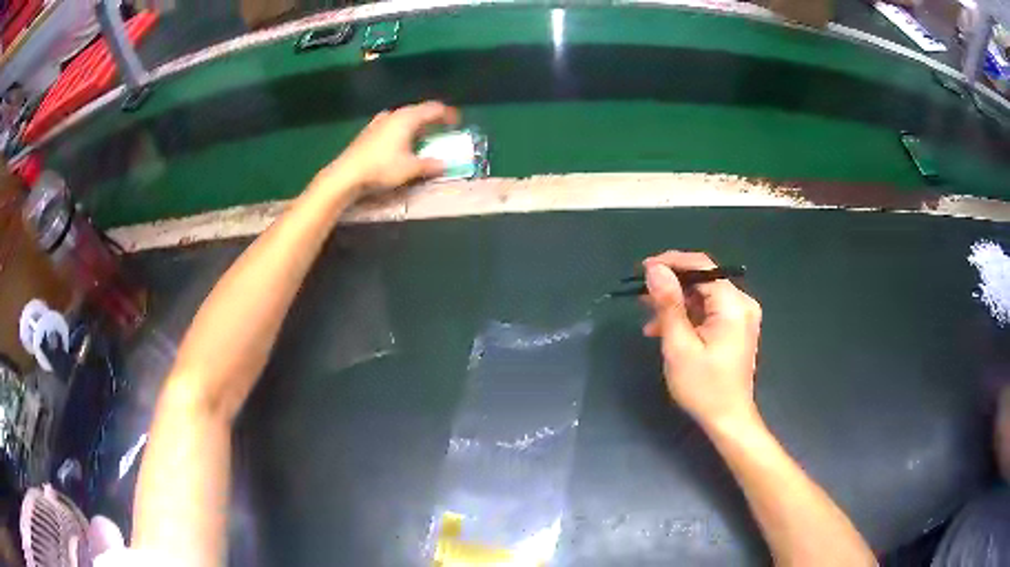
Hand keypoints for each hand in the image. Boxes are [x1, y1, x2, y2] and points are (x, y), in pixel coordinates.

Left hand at [316, 101, 460, 196]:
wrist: (346, 174)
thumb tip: (444, 164)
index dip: (448, 114)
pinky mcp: (368, 132)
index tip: (457, 123)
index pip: (434, 109)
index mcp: (407, 118)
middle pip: (418, 111)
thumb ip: (430, 165)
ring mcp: (379, 122)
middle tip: (441, 130)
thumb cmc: (382, 167)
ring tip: (422, 138)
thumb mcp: (410, 169)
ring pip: (403, 118)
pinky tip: (400, 144)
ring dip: (415, 126)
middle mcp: (394, 114)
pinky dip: (402, 131)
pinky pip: (392, 126)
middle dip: (431, 120)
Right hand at [642, 251, 762, 428]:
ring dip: (676, 304)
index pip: (702, 266)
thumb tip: (655, 269)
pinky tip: (665, 330)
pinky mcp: (736, 328)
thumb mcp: (680, 346)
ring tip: (649, 319)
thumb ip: (668, 304)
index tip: (643, 269)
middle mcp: (742, 304)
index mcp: (733, 305)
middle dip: (671, 286)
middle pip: (703, 280)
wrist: (728, 420)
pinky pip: (709, 311)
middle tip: (641, 297)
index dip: (671, 262)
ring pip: (703, 296)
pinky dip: (688, 317)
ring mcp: (741, 316)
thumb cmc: (703, 387)